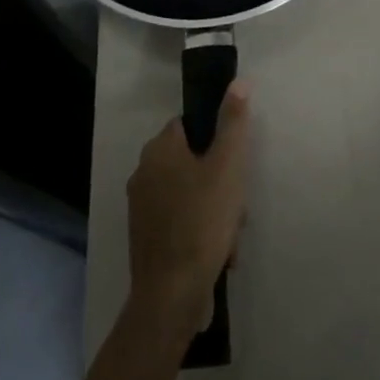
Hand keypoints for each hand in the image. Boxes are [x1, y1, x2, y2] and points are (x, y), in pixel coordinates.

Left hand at [125, 81, 251, 335]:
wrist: (170, 298)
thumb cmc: (201, 222)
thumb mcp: (228, 165)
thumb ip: (233, 121)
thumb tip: (238, 82)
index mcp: (159, 148)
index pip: (191, 124)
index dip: (217, 140)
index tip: (234, 164)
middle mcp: (144, 172)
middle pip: (192, 161)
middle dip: (219, 182)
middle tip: (237, 206)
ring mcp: (141, 207)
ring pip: (189, 193)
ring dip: (213, 209)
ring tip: (230, 237)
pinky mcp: (145, 239)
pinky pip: (179, 220)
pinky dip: (198, 231)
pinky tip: (217, 254)